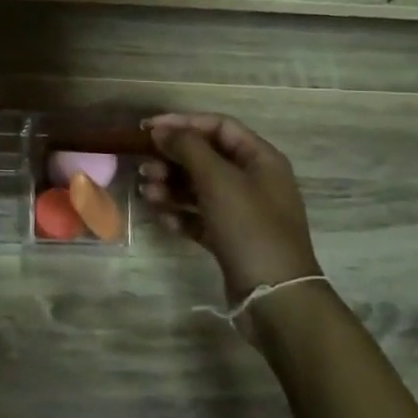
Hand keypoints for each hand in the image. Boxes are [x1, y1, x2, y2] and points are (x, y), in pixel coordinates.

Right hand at [139, 113, 322, 314]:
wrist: (273, 294)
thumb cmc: (249, 226)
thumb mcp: (217, 179)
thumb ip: (187, 148)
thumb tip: (161, 130)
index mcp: (260, 159)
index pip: (218, 126)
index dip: (182, 123)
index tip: (147, 129)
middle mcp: (254, 180)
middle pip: (206, 157)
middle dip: (172, 160)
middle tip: (144, 168)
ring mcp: (243, 211)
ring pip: (199, 188)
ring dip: (170, 187)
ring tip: (147, 193)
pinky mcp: (230, 238)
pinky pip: (200, 216)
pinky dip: (180, 213)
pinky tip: (162, 218)